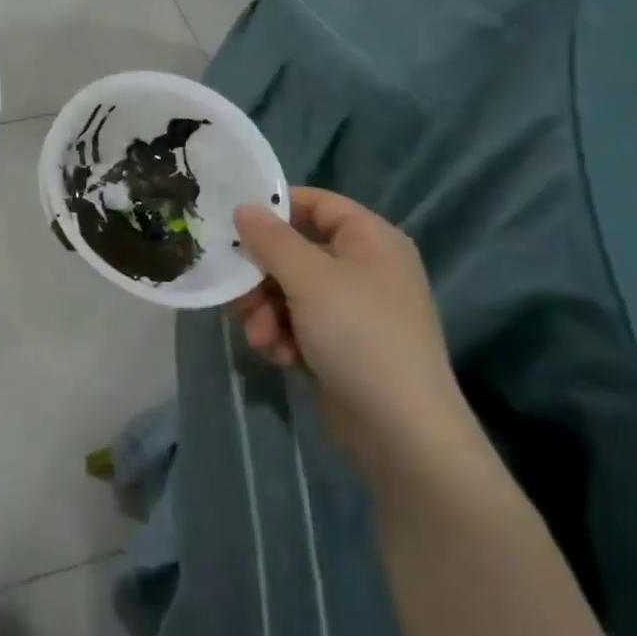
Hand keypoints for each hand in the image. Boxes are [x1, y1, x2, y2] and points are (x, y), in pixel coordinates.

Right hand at [231, 189, 470, 474]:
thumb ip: (271, 240)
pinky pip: (297, 324)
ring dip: (266, 311)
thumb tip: (243, 207)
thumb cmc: (360, 337)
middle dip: (261, 277)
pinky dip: (282, 336)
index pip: (318, 204)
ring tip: (260, 337)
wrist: (401, 431)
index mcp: (370, 240)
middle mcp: (363, 269)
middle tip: (238, 294)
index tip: (234, 223)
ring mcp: (352, 310)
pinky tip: (279, 356)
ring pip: (288, 292)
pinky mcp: (340, 345)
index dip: (277, 208)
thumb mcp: (309, 279)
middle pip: (294, 252)